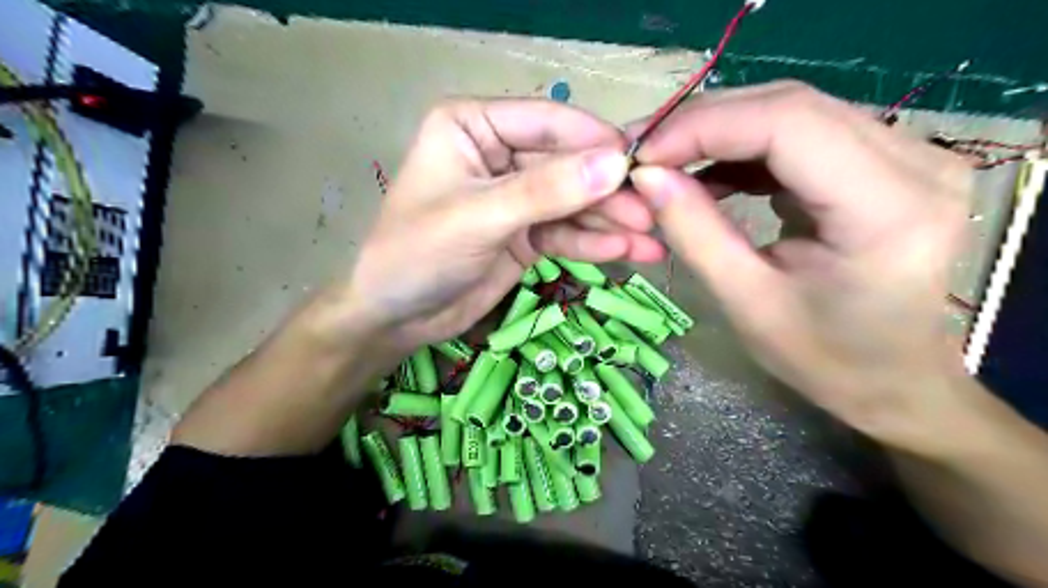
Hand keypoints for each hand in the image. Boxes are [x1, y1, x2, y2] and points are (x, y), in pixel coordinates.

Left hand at [338, 98, 661, 350]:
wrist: (395, 317)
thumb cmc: (417, 253)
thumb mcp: (480, 217)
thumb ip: (546, 192)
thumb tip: (615, 166)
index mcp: (474, 126)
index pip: (548, 122)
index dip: (595, 142)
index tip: (640, 165)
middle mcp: (499, 154)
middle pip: (568, 166)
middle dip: (608, 192)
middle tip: (652, 213)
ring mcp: (516, 197)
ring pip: (573, 202)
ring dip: (610, 222)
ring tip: (651, 240)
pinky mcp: (526, 234)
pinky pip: (565, 233)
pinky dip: (594, 244)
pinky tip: (626, 252)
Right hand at [624, 81, 968, 450]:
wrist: (894, 381)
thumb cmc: (824, 358)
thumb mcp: (746, 302)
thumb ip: (694, 233)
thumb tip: (646, 176)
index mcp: (889, 208)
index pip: (788, 124)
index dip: (704, 127)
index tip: (644, 155)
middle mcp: (916, 161)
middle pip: (791, 105)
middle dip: (704, 124)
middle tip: (646, 154)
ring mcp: (907, 154)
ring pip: (793, 111)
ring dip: (721, 132)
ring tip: (669, 163)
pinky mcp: (886, 161)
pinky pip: (802, 134)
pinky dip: (744, 148)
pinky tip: (710, 175)